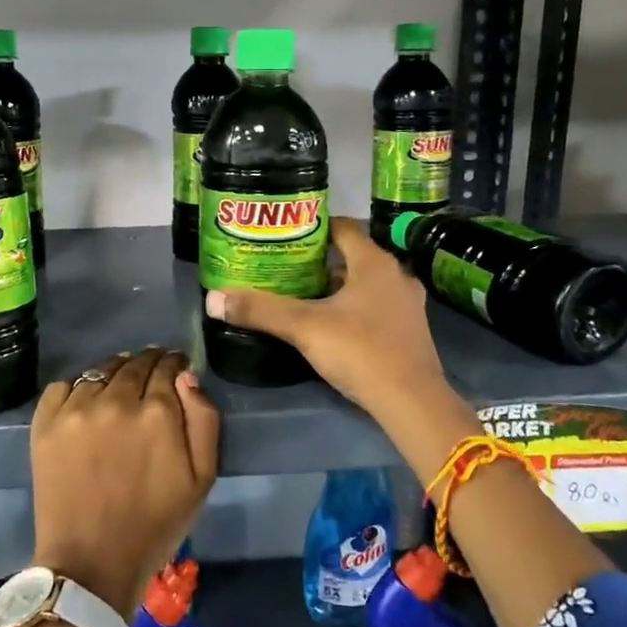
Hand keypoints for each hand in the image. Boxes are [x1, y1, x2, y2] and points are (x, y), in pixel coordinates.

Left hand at [29, 348, 219, 614]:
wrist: (91, 564)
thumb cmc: (155, 525)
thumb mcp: (202, 478)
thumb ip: (203, 419)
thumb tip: (187, 376)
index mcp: (157, 412)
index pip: (168, 367)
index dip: (174, 365)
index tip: (176, 369)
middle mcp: (115, 400)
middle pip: (134, 363)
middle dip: (147, 363)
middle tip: (150, 375)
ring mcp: (76, 410)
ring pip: (100, 371)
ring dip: (114, 372)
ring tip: (118, 386)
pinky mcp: (45, 424)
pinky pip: (63, 385)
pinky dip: (77, 387)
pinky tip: (85, 403)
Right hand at [204, 218, 459, 448]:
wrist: (412, 401)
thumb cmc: (360, 351)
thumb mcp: (304, 327)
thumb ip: (260, 310)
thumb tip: (214, 298)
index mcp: (374, 262)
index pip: (344, 228)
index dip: (315, 226)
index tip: (287, 233)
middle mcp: (396, 275)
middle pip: (353, 256)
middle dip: (321, 260)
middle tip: (286, 266)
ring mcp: (408, 304)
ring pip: (366, 283)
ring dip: (338, 286)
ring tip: (303, 294)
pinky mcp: (410, 330)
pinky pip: (377, 306)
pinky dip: (354, 307)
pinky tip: (332, 324)